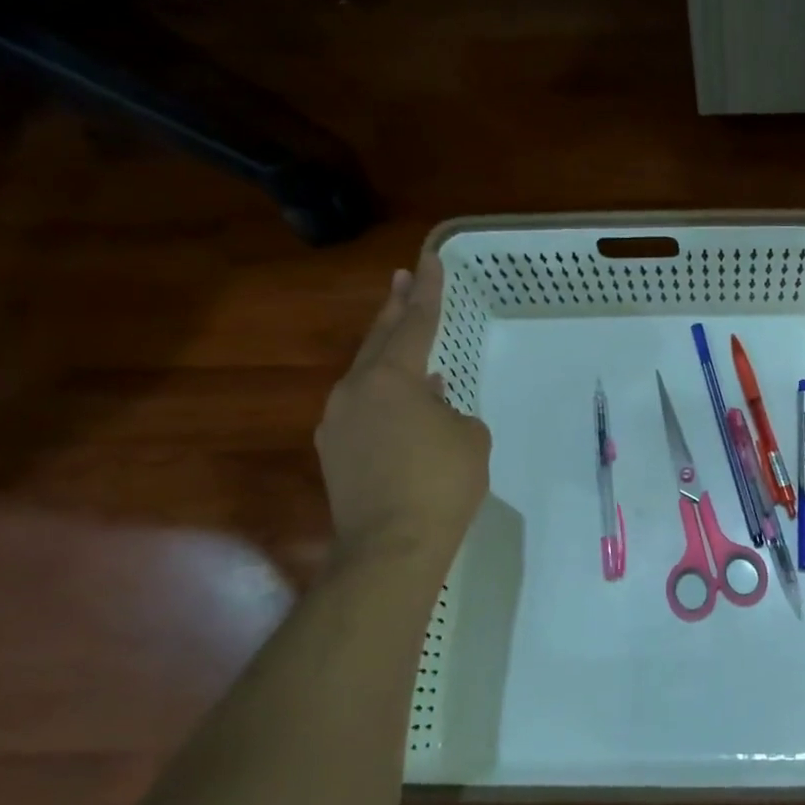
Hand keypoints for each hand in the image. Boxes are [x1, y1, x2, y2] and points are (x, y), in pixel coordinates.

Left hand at [317, 255, 489, 556]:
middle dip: (395, 308)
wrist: (392, 546)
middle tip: (403, 278)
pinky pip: (363, 412)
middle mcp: (356, 391)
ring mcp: (338, 422)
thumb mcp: (470, 439)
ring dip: (390, 362)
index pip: (416, 323)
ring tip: (411, 355)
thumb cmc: (442, 484)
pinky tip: (401, 413)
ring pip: (367, 379)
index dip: (428, 291)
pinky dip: (384, 403)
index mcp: (392, 378)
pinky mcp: (334, 453)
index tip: (428, 258)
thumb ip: (454, 411)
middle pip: (379, 340)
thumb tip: (434, 406)